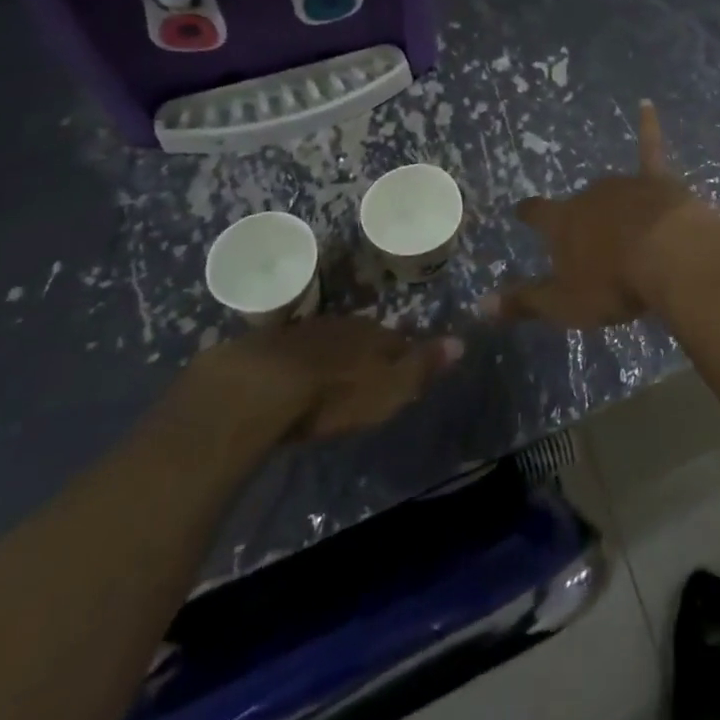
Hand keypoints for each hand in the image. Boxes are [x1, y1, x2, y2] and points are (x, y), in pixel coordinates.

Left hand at [174, 315, 462, 447]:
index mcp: (374, 336)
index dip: (405, 351)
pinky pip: (294, 350)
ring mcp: (303, 332)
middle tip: (371, 368)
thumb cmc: (334, 394)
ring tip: (335, 371)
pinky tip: (294, 375)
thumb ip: (422, 366)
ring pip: (329, 339)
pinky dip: (300, 361)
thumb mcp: (389, 389)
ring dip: (334, 353)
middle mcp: (343, 326)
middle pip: (363, 336)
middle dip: (368, 349)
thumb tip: (462, 342)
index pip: (398, 340)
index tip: (408, 363)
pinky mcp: (266, 347)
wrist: (258, 388)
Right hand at [486, 100, 719, 327]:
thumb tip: (481, 305)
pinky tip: (647, 104)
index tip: (521, 210)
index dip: (529, 213)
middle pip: (579, 204)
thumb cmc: (614, 282)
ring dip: (613, 204)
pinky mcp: (658, 182)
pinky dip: (648, 127)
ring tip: (618, 223)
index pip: (537, 213)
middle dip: (581, 218)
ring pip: (612, 190)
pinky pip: (650, 150)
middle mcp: (589, 196)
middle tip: (588, 240)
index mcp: (563, 222)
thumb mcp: (564, 304)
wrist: (671, 255)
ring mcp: (624, 185)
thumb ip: (525, 302)